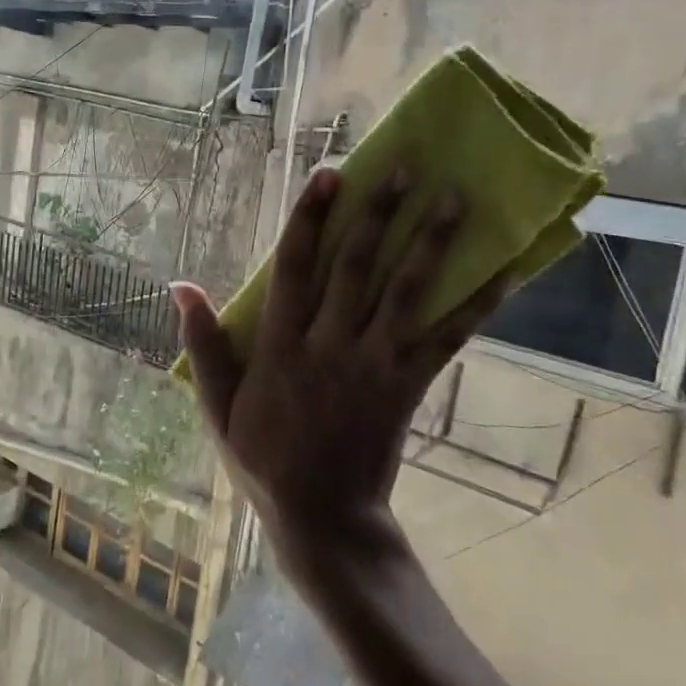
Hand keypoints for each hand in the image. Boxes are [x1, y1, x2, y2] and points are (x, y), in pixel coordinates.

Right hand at [171, 166, 507, 571]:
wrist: (323, 517)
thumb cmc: (263, 457)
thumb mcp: (217, 405)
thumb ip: (203, 344)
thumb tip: (180, 286)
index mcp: (281, 346)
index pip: (295, 268)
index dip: (310, 219)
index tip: (330, 176)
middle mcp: (330, 344)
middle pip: (357, 267)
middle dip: (379, 213)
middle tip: (404, 168)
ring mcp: (375, 364)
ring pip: (406, 292)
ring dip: (431, 242)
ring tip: (454, 198)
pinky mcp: (409, 385)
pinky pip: (447, 339)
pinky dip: (476, 305)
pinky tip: (505, 273)